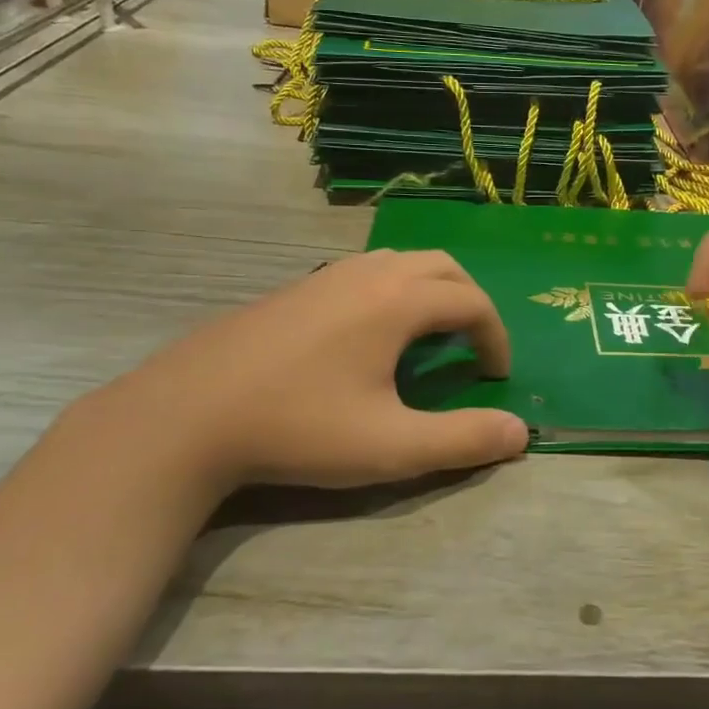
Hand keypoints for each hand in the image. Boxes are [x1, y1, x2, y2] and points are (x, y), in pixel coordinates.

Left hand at [99, 250, 528, 489]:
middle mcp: (368, 273)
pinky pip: (365, 272)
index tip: (495, 377)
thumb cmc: (299, 427)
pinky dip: (393, 292)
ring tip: (428, 338)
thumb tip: (521, 431)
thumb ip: (463, 439)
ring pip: (400, 262)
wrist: (187, 414)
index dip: (496, 338)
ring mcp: (325, 275)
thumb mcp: (392, 446)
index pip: (472, 303)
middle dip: (470, 302)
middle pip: (442, 267)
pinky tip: (369, 338)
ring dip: (430, 292)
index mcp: (398, 300)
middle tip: (472, 347)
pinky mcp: (295, 289)